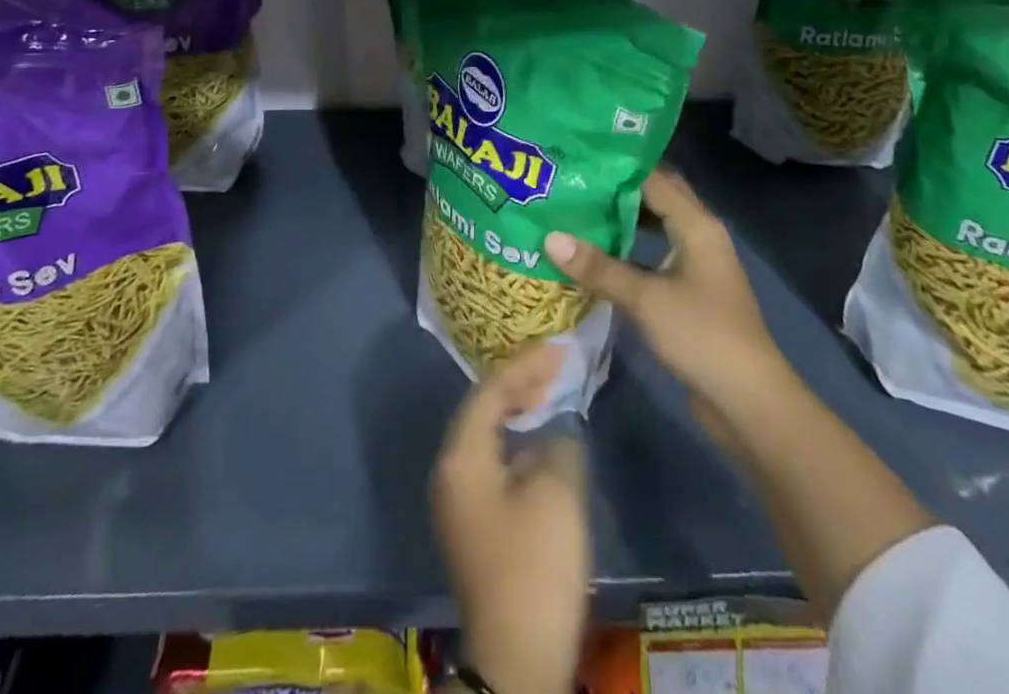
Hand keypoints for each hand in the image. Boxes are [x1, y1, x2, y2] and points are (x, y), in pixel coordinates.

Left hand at [432, 343, 590, 693]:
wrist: (516, 661)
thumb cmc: (534, 568)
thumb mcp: (557, 495)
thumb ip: (558, 446)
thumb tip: (553, 435)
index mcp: (462, 456)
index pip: (489, 390)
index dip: (525, 364)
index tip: (558, 347)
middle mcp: (451, 471)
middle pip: (482, 409)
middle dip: (518, 383)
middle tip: (555, 365)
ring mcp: (459, 501)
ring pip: (487, 436)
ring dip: (517, 412)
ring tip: (549, 393)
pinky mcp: (475, 526)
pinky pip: (492, 462)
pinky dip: (516, 443)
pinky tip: (541, 445)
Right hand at [546, 167, 781, 432]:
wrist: (749, 402)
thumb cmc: (702, 336)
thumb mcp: (645, 299)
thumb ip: (598, 267)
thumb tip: (550, 237)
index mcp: (697, 225)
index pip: (654, 179)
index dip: (618, 168)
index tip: (578, 159)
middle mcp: (699, 236)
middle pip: (655, 199)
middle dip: (617, 190)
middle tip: (572, 181)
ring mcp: (695, 265)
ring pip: (653, 228)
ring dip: (620, 221)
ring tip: (575, 211)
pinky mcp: (688, 292)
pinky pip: (652, 258)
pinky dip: (627, 252)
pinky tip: (594, 255)